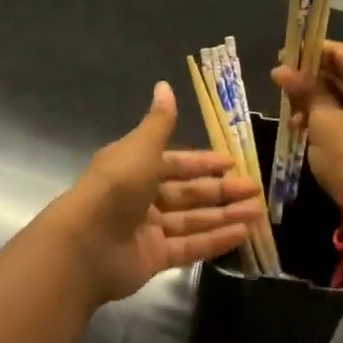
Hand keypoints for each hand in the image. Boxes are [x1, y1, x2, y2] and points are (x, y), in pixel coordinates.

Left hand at [47, 82, 264, 303]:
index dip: (203, 163)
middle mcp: (143, 196)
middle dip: (221, 191)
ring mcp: (149, 229)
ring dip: (225, 215)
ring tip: (257, 213)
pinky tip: (242, 234)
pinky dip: (215, 240)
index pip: (177, 163)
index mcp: (136, 166)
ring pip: (193, 220)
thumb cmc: (115, 186)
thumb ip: (159, 122)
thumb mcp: (141, 147)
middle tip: (254, 189)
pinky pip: (190, 246)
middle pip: (189, 193)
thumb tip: (164, 84)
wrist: (86, 244)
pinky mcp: (155, 258)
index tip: (232, 162)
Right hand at [274, 41, 342, 204]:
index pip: (342, 53)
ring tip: (294, 117)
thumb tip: (281, 70)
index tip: (283, 58)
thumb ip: (305, 91)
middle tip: (284, 89)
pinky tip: (315, 129)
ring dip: (325, 102)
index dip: (309, 54)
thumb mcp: (322, 122)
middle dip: (315, 82)